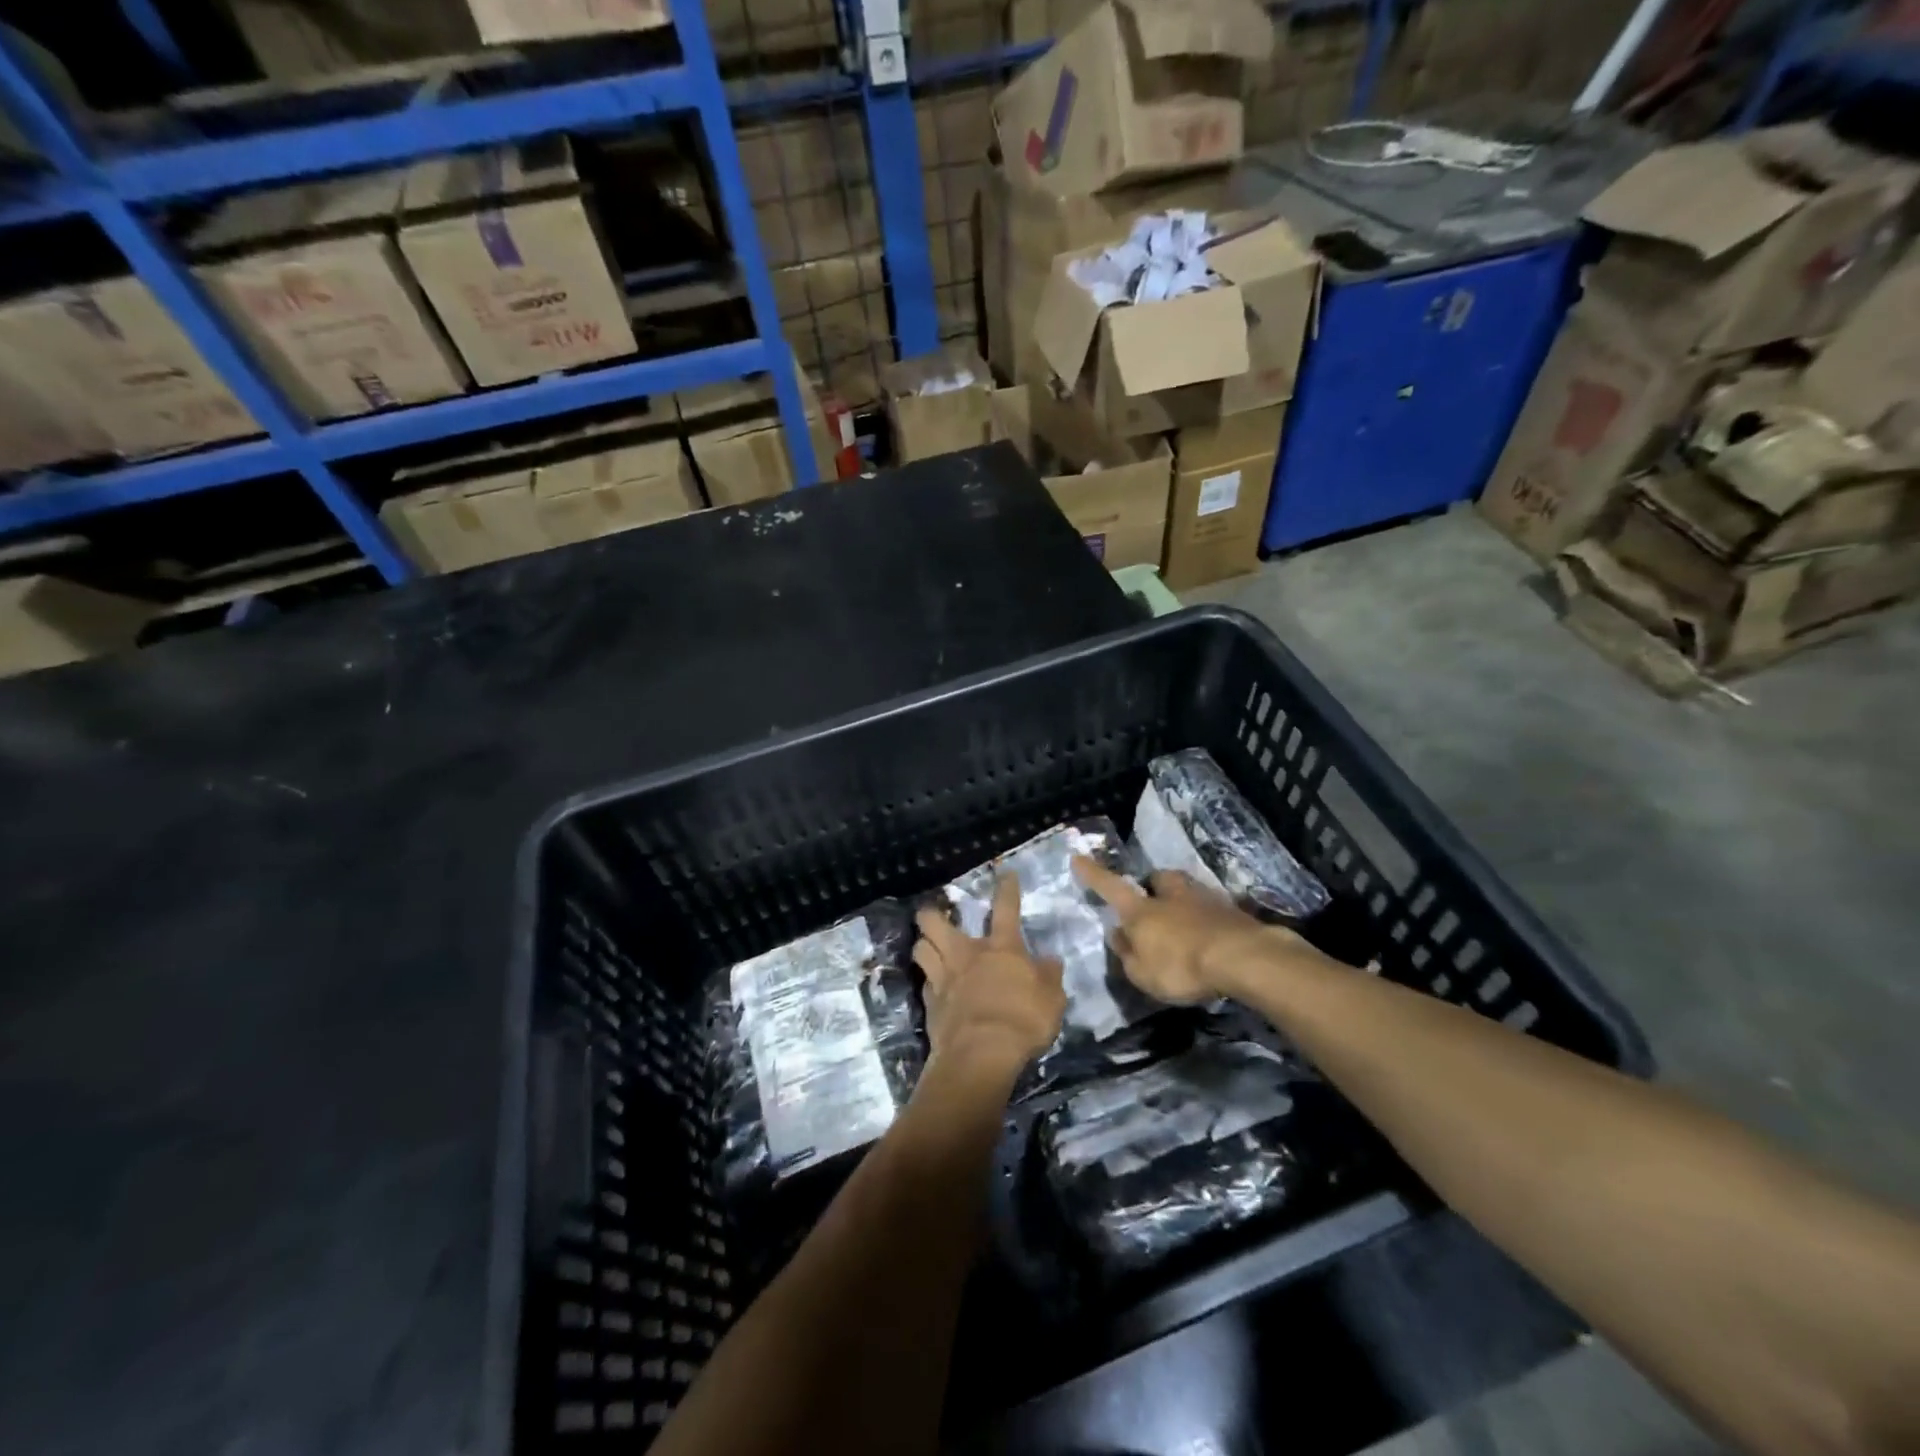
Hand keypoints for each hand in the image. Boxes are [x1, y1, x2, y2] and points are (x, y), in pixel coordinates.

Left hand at [913, 877, 1065, 1084]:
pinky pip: (923, 982)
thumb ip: (1049, 977)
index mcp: (1001, 948)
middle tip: (936, 914)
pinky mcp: (930, 1003)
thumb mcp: (1052, 999)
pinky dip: (927, 981)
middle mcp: (966, 954)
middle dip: (932, 913)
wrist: (981, 1054)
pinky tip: (933, 986)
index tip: (1004, 874)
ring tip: (928, 945)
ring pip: (920, 947)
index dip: (1006, 889)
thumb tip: (1050, 960)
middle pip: (935, 921)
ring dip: (923, 943)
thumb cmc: (1023, 1021)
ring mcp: (943, 977)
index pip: (1005, 908)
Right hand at [1073, 855, 1321, 1002]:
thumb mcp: (1142, 973)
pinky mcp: (1233, 912)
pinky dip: (1208, 920)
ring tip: (1185, 922)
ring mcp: (1204, 899)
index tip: (1078, 857)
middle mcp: (1170, 896)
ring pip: (1186, 891)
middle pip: (1157, 880)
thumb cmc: (1181, 966)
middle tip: (1153, 901)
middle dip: (1153, 886)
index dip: (1093, 874)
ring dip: (1182, 902)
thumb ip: (1127, 954)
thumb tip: (1119, 935)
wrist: (1242, 957)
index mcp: (1141, 911)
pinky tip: (1212, 938)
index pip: (1110, 887)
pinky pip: (1212, 910)